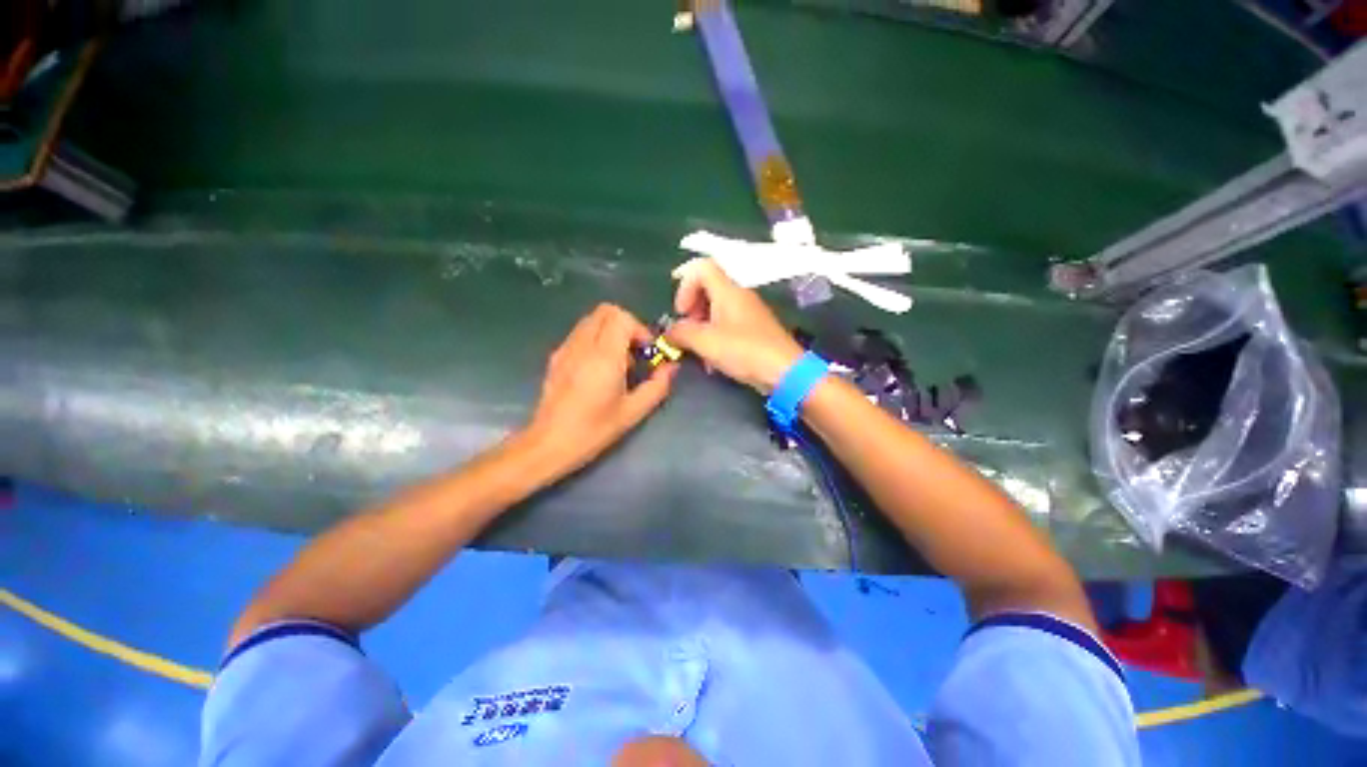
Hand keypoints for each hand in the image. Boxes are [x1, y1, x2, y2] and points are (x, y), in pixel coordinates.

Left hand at [524, 304, 677, 476]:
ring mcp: (566, 348)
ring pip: (592, 319)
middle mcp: (582, 345)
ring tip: (618, 361)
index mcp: (603, 357)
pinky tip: (599, 368)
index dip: (639, 329)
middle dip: (626, 325)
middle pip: (606, 311)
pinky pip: (580, 333)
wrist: (549, 443)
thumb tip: (671, 367)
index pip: (621, 317)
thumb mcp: (633, 412)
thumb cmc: (594, 430)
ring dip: (611, 331)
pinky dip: (596, 339)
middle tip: (635, 351)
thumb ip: (657, 386)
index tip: (646, 351)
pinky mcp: (556, 356)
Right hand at [666, 257, 804, 392]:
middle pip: (707, 288)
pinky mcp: (754, 331)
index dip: (684, 285)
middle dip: (691, 309)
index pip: (701, 268)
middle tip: (687, 331)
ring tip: (698, 350)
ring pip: (716, 310)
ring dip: (701, 327)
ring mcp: (748, 313)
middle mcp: (739, 296)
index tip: (681, 312)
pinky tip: (713, 361)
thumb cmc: (744, 351)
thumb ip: (681, 333)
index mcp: (728, 291)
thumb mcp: (705, 341)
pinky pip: (727, 326)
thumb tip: (669, 332)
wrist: (784, 371)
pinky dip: (715, 337)